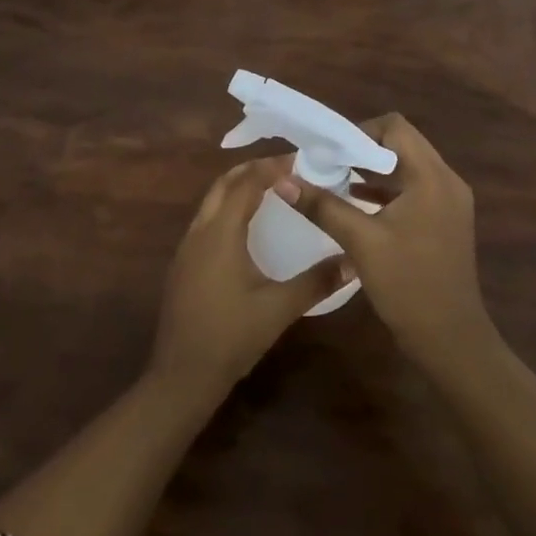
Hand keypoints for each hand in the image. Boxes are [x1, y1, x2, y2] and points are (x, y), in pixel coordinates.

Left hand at [148, 158, 348, 402]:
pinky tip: (248, 227)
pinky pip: (207, 220)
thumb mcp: (279, 309)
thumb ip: (317, 282)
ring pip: (212, 201)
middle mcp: (199, 232)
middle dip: (252, 170)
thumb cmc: (230, 337)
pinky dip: (228, 208)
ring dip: (238, 188)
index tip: (301, 160)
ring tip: (271, 190)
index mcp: (220, 233)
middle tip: (287, 169)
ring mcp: (186, 248)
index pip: (246, 183)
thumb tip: (354, 261)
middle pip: (224, 184)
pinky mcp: (183, 264)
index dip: (271, 167)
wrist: (181, 375)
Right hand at [277, 114, 491, 368]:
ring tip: (335, 179)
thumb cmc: (408, 285)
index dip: (360, 131)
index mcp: (432, 177)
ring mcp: (450, 201)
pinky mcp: (446, 220)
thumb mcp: (361, 242)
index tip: (330, 150)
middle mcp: (447, 180)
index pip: (395, 127)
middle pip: (402, 144)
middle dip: (362, 149)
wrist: (450, 339)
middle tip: (327, 163)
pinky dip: (387, 190)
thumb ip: (322, 206)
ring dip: (374, 170)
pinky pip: (414, 189)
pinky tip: (357, 202)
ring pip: (408, 168)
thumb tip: (283, 180)